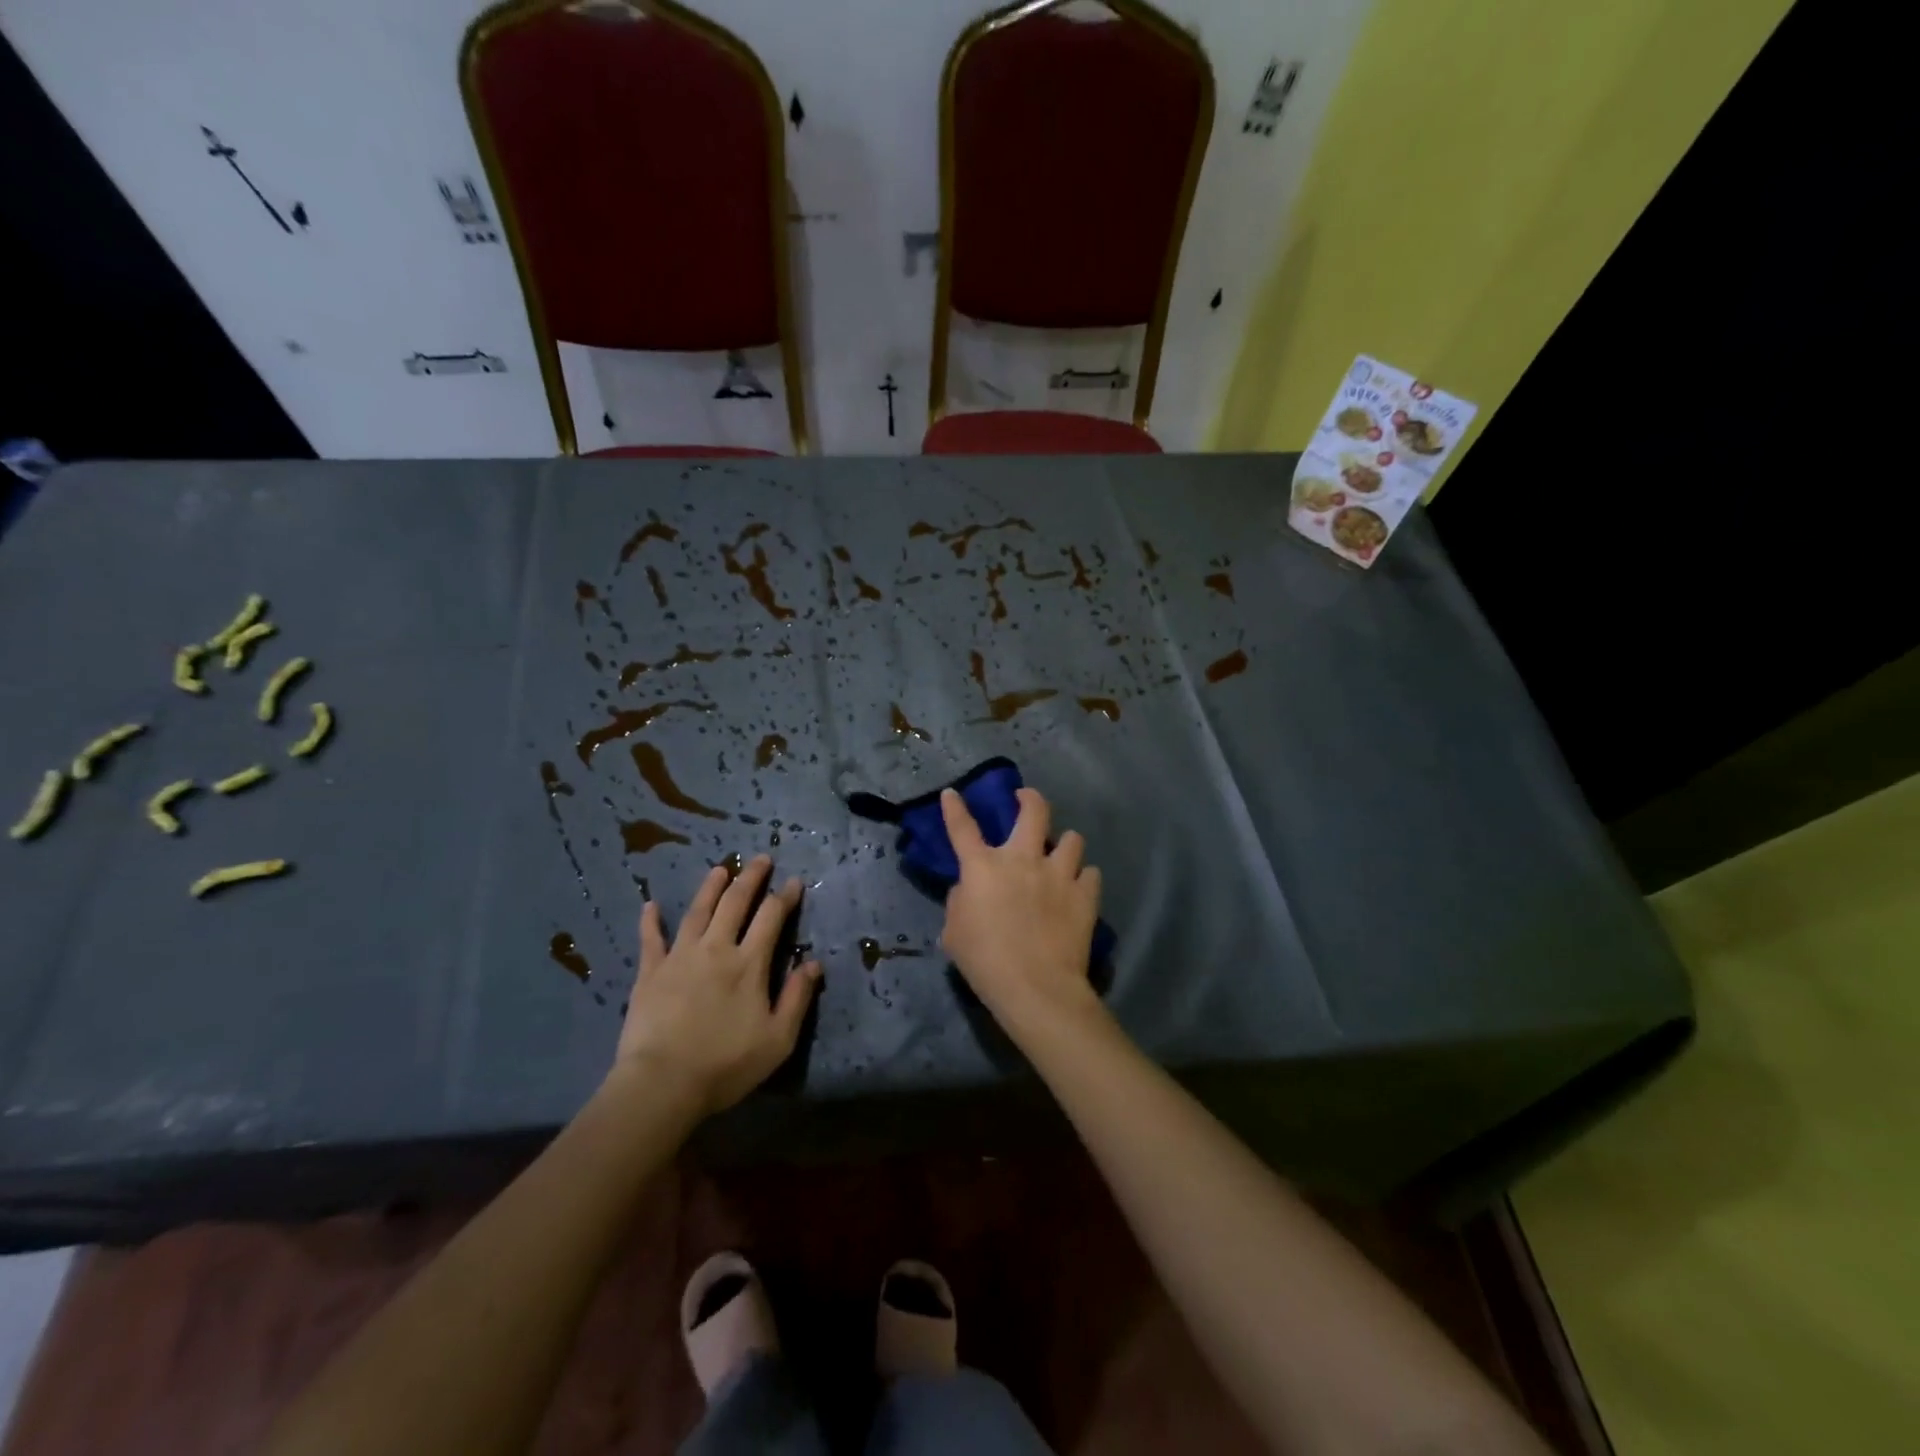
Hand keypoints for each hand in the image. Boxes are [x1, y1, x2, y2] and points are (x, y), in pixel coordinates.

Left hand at [610, 855, 821, 1117]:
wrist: (662, 1083)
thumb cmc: (725, 1064)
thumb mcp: (777, 1039)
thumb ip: (797, 998)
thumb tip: (814, 963)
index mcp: (749, 963)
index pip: (771, 917)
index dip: (785, 896)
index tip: (794, 881)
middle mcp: (716, 949)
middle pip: (735, 903)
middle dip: (751, 878)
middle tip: (761, 858)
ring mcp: (680, 957)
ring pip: (698, 911)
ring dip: (711, 887)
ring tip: (720, 869)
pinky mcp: (650, 972)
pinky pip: (650, 939)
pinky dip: (651, 921)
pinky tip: (650, 904)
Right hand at [938, 788, 1104, 1041]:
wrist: (1035, 987)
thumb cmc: (985, 962)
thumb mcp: (954, 933)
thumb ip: (960, 902)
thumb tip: (970, 890)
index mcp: (983, 868)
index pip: (962, 828)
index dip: (955, 808)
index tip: (952, 793)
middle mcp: (1022, 859)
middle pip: (1033, 811)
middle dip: (1030, 798)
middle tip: (1026, 800)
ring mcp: (1058, 874)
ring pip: (1072, 838)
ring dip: (1065, 845)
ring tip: (1062, 856)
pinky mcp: (1085, 894)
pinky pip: (1091, 873)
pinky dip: (1084, 878)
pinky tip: (1079, 889)